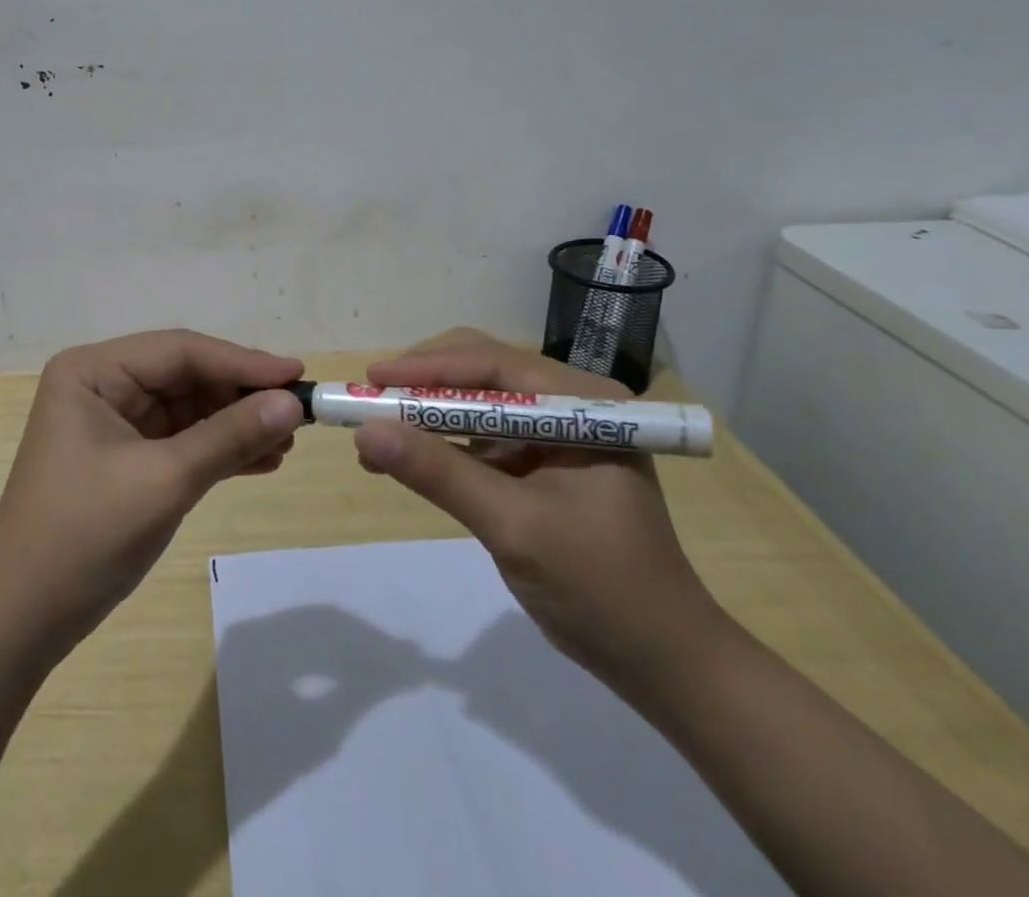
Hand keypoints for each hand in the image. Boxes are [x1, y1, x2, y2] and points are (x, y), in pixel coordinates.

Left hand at [0, 331, 304, 655]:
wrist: (22, 621)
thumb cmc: (84, 537)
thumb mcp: (164, 481)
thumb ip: (229, 437)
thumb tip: (292, 404)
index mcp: (93, 371)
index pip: (180, 351)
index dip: (242, 362)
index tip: (297, 375)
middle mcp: (102, 384)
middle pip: (186, 375)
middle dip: (240, 396)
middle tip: (297, 412)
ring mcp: (112, 421)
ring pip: (188, 408)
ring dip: (235, 424)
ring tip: (286, 442)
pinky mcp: (124, 457)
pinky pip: (180, 439)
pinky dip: (218, 449)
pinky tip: (261, 461)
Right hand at [352, 329, 719, 691]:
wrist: (662, 665)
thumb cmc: (601, 589)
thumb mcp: (514, 527)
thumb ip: (440, 474)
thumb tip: (365, 432)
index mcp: (583, 404)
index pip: (494, 363)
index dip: (428, 368)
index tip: (372, 381)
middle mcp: (569, 405)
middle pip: (482, 372)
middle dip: (423, 385)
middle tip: (370, 401)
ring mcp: (555, 434)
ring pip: (475, 403)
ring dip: (425, 416)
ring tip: (373, 432)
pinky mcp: (540, 464)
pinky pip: (480, 439)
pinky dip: (440, 447)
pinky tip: (400, 460)